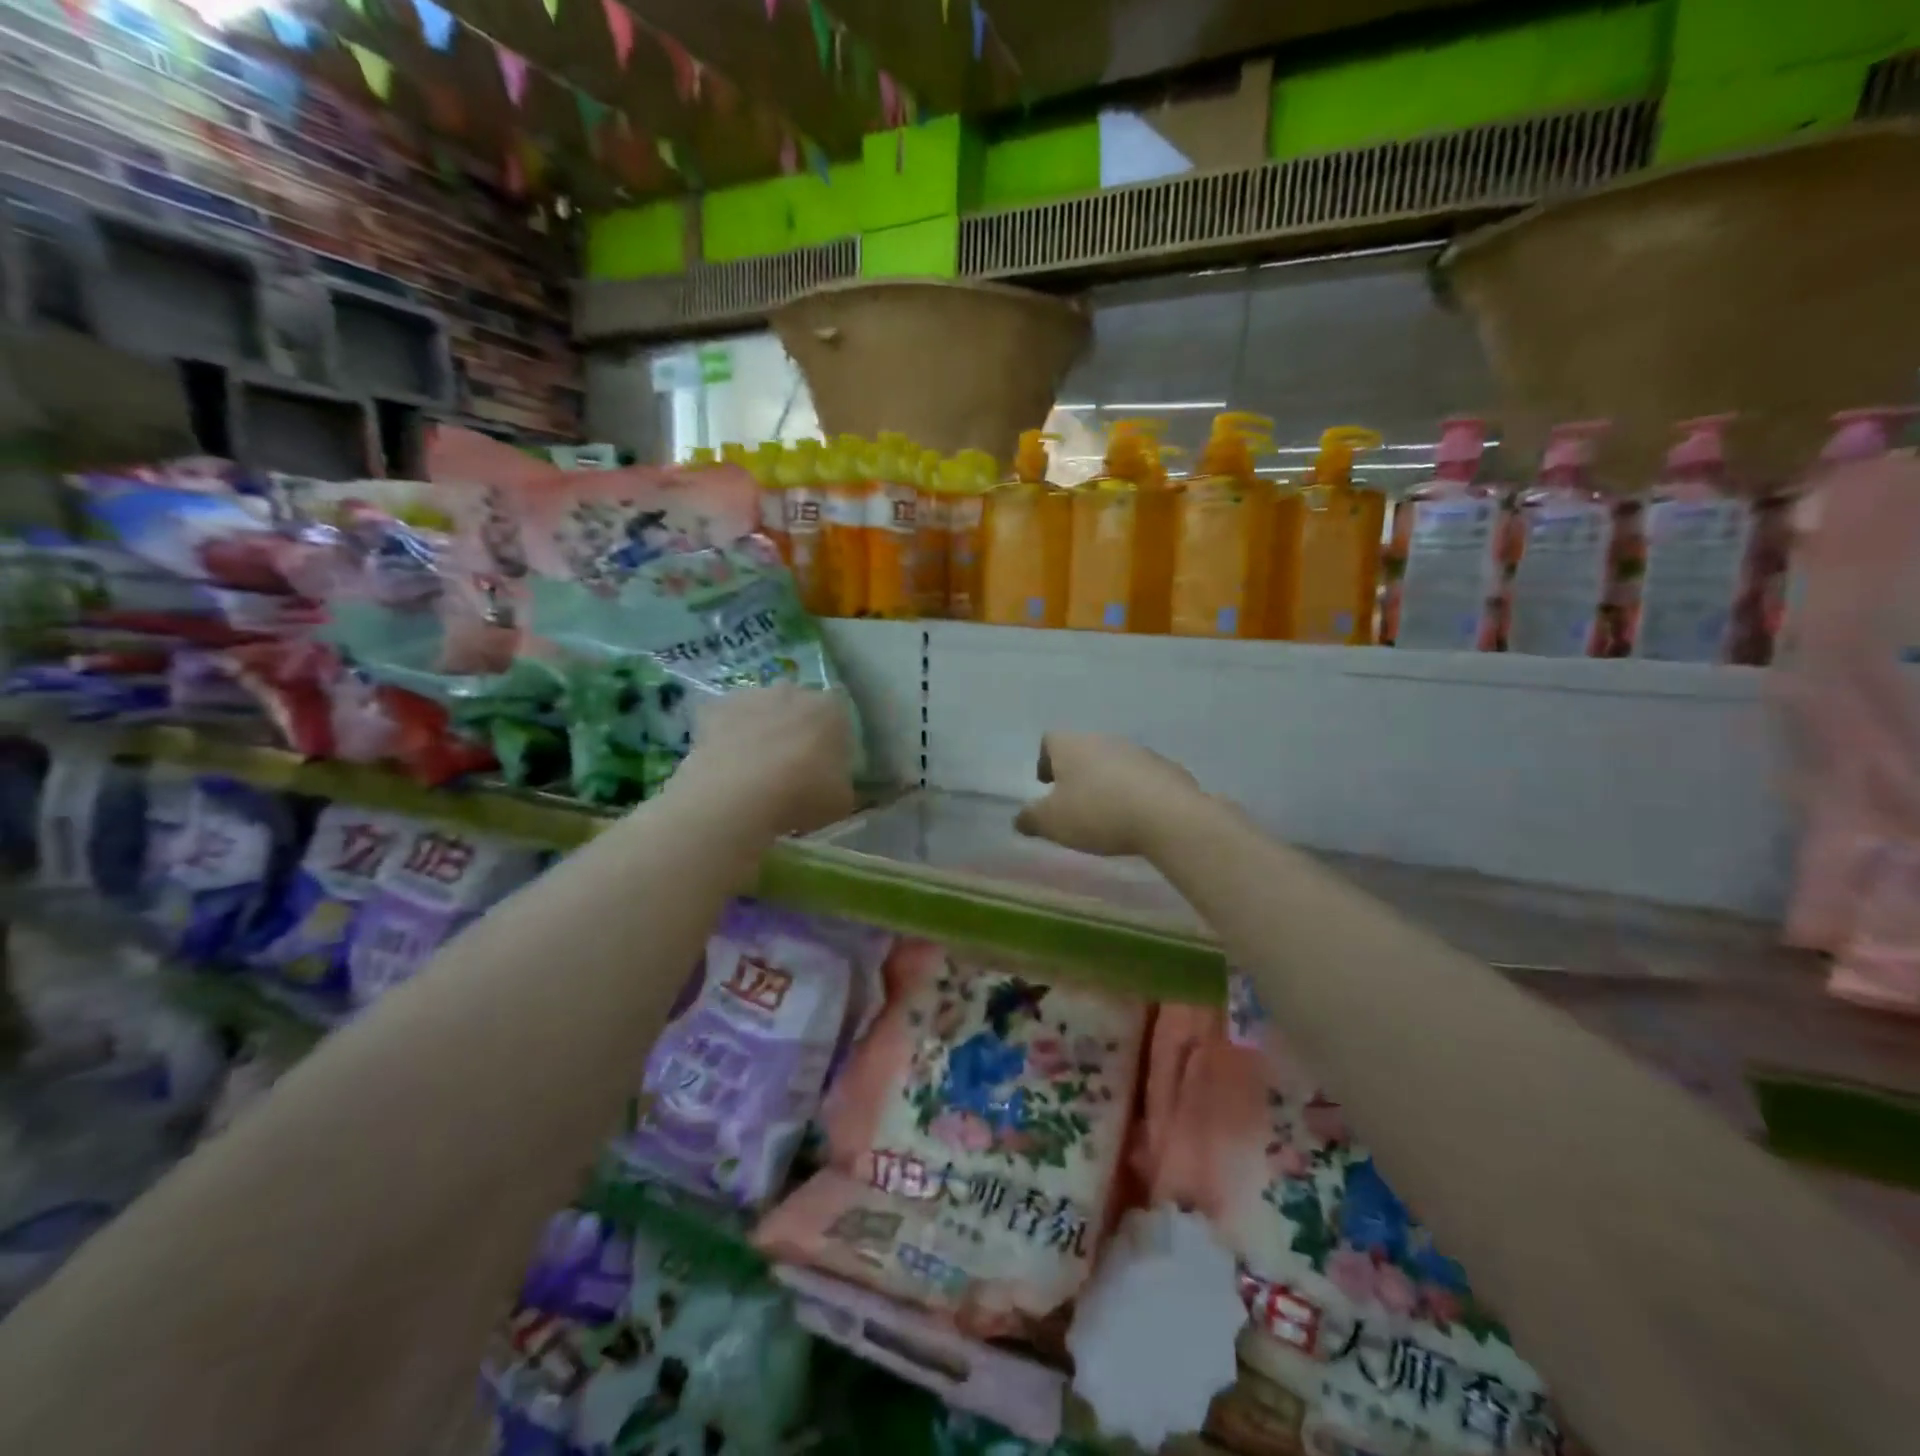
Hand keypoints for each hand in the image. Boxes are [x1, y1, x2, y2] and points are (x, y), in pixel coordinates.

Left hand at [673, 685, 856, 837]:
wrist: (738, 793)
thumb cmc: (802, 794)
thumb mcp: (841, 801)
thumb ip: (841, 784)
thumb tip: (834, 784)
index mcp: (831, 709)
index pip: (838, 715)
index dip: (832, 739)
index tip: (825, 763)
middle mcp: (794, 691)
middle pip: (798, 705)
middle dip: (795, 727)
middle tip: (790, 764)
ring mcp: (752, 695)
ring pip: (761, 709)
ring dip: (760, 728)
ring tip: (754, 766)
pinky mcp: (716, 707)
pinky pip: (726, 719)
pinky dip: (727, 735)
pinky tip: (726, 763)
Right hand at [1013, 732, 1202, 858]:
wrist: (1167, 816)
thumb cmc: (1098, 813)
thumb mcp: (1052, 823)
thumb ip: (1030, 819)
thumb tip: (1020, 818)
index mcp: (1072, 745)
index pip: (1050, 740)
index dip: (1045, 761)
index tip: (1047, 785)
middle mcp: (1104, 739)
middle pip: (1083, 749)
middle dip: (1077, 773)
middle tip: (1075, 803)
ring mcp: (1139, 751)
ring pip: (1115, 762)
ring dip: (1108, 781)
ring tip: (1108, 812)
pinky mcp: (1168, 768)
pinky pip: (1144, 777)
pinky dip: (1137, 791)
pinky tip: (1138, 816)